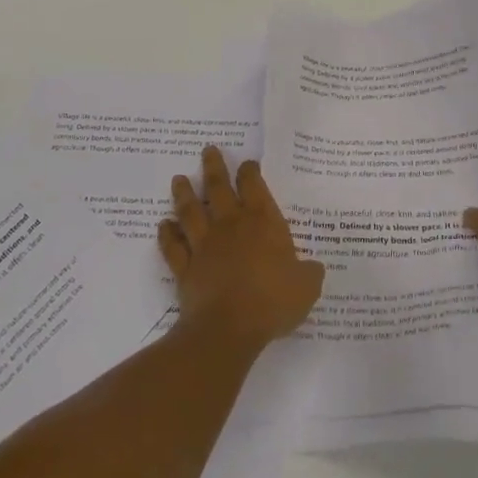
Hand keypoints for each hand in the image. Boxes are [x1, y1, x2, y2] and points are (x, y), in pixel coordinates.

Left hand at [161, 147, 324, 349]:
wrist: (228, 328)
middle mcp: (231, 225)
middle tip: (207, 150)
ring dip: (184, 193)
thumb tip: (314, 268)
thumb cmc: (272, 301)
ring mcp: (204, 244)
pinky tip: (163, 225)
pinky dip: (167, 234)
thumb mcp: (306, 287)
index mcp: (262, 222)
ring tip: (178, 179)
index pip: (254, 186)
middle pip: (218, 188)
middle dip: (214, 167)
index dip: (250, 172)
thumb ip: (309, 273)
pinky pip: (173, 246)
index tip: (247, 163)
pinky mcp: (185, 267)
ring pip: (191, 211)